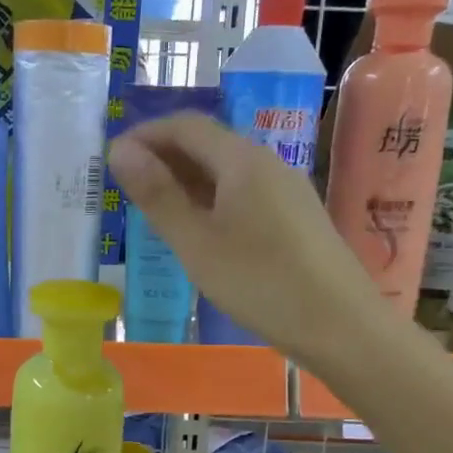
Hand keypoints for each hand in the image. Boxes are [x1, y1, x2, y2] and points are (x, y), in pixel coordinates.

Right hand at [108, 113, 377, 363]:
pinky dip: (211, 200)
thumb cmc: (260, 283)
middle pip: (209, 144)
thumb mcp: (197, 243)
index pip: (186, 126)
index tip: (111, 160)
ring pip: (227, 172)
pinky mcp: (296, 218)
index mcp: (243, 161)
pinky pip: (244, 194)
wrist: (341, 326)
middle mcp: (268, 164)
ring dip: (187, 181)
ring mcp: (287, 191)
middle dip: (164, 157)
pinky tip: (199, 231)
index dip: (145, 135)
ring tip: (155, 210)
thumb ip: (158, 196)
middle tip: (127, 187)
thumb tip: (120, 150)